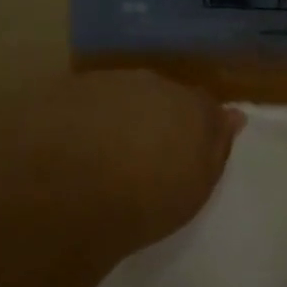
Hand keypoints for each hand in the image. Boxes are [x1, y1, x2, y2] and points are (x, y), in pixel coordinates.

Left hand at [0, 71, 243, 256]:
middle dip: (152, 118)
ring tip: (97, 156)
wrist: (63, 204)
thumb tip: (233, 116)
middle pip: (156, 95)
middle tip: (139, 156)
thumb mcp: (197, 187)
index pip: (202, 106)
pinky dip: (73, 121)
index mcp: (187, 104)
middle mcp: (145, 82)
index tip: (183, 153)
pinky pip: (73, 104)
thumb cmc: (144, 204)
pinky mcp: (54, 91)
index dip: (194, 127)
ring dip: (112, 117)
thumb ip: (216, 146)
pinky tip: (63, 150)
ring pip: (113, 95)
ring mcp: (97, 83)